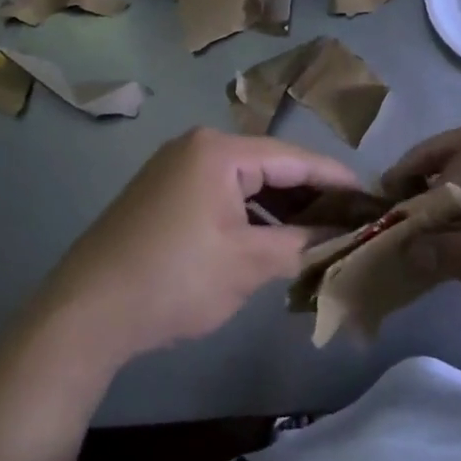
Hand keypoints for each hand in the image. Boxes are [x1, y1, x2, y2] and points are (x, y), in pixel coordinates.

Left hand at [25, 128, 359, 373]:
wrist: (86, 312)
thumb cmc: (175, 279)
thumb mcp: (248, 263)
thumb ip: (301, 244)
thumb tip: (340, 238)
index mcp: (219, 151)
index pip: (294, 158)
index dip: (337, 179)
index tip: (373, 198)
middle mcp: (196, 149)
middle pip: (270, 167)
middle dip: (310, 197)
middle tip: (351, 222)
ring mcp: (174, 171)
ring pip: (245, 185)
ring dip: (280, 210)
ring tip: (319, 237)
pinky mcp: (162, 197)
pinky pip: (220, 198)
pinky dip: (249, 218)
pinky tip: (272, 243)